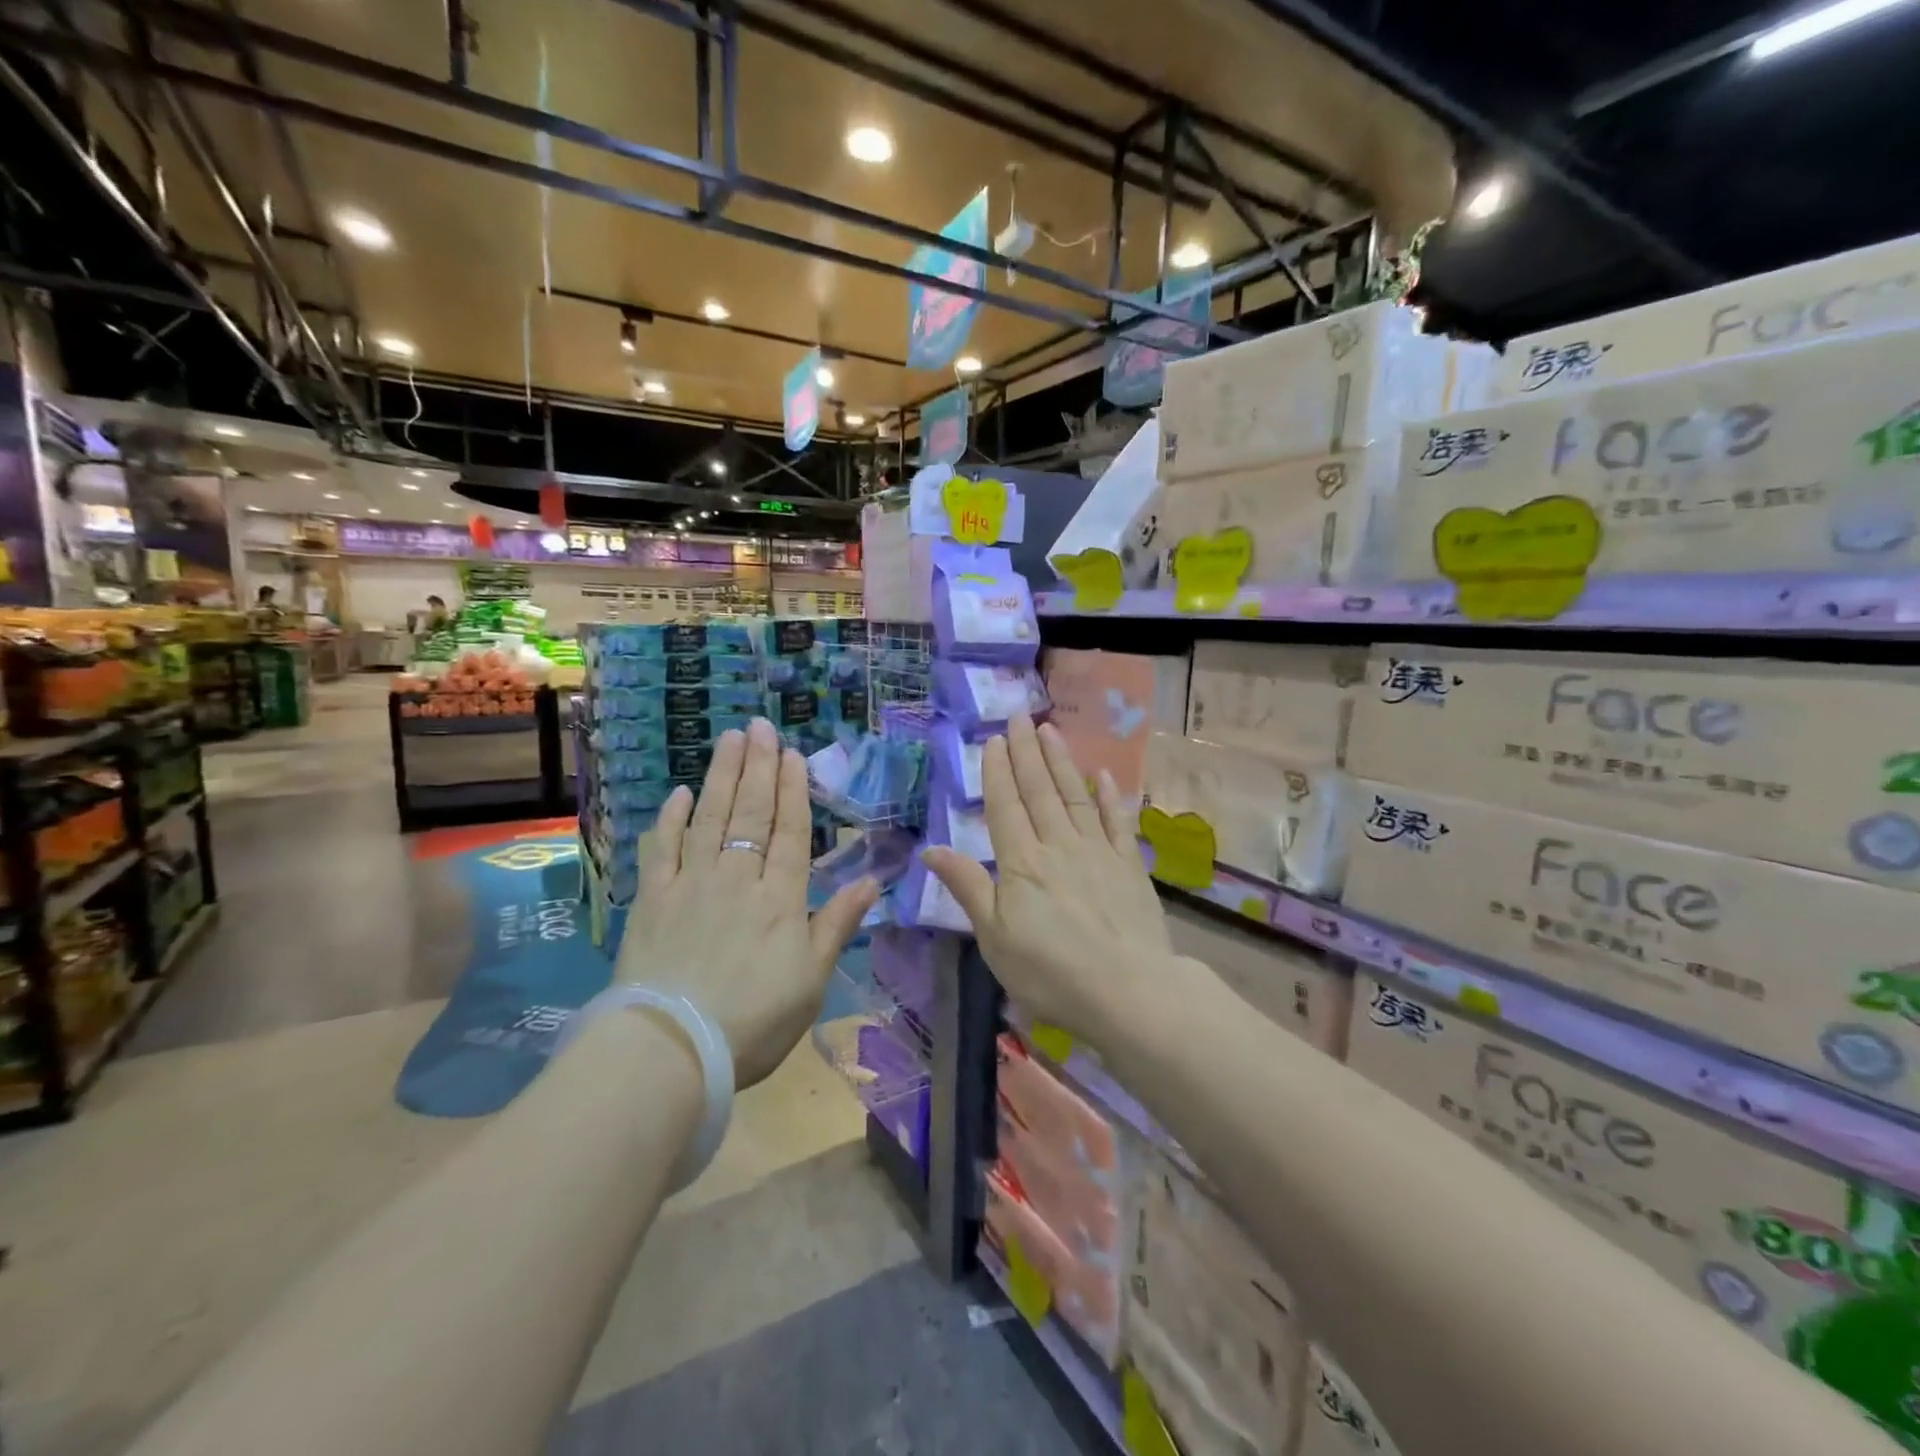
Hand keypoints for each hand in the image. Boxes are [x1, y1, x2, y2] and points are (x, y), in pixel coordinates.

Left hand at [617, 718, 877, 1087]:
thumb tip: (872, 880)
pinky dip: (671, 818)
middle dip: (758, 767)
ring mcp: (691, 884)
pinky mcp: (652, 899)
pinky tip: (680, 793)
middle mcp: (737, 878)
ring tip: (730, 740)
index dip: (792, 790)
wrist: (672, 1049)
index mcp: (780, 898)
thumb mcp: (811, 980)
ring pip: (710, 818)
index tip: (792, 753)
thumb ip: (837, 924)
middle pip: (750, 813)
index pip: (789, 832)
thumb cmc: (753, 1021)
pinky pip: (662, 848)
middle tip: (760, 726)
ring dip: (721, 776)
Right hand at [922, 715, 1174, 1051]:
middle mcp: (1058, 845)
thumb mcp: (994, 937)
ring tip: (1049, 730)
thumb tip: (930, 849)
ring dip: (1061, 762)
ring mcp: (1097, 851)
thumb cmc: (1050, 972)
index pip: (1006, 806)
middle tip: (1019, 716)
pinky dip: (1109, 796)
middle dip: (1026, 752)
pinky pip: (1116, 821)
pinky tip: (1103, 774)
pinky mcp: (1129, 865)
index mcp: (1022, 862)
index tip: (994, 740)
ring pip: (1075, 796)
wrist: (1128, 991)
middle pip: (1039, 790)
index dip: (998, 771)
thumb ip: (967, 887)